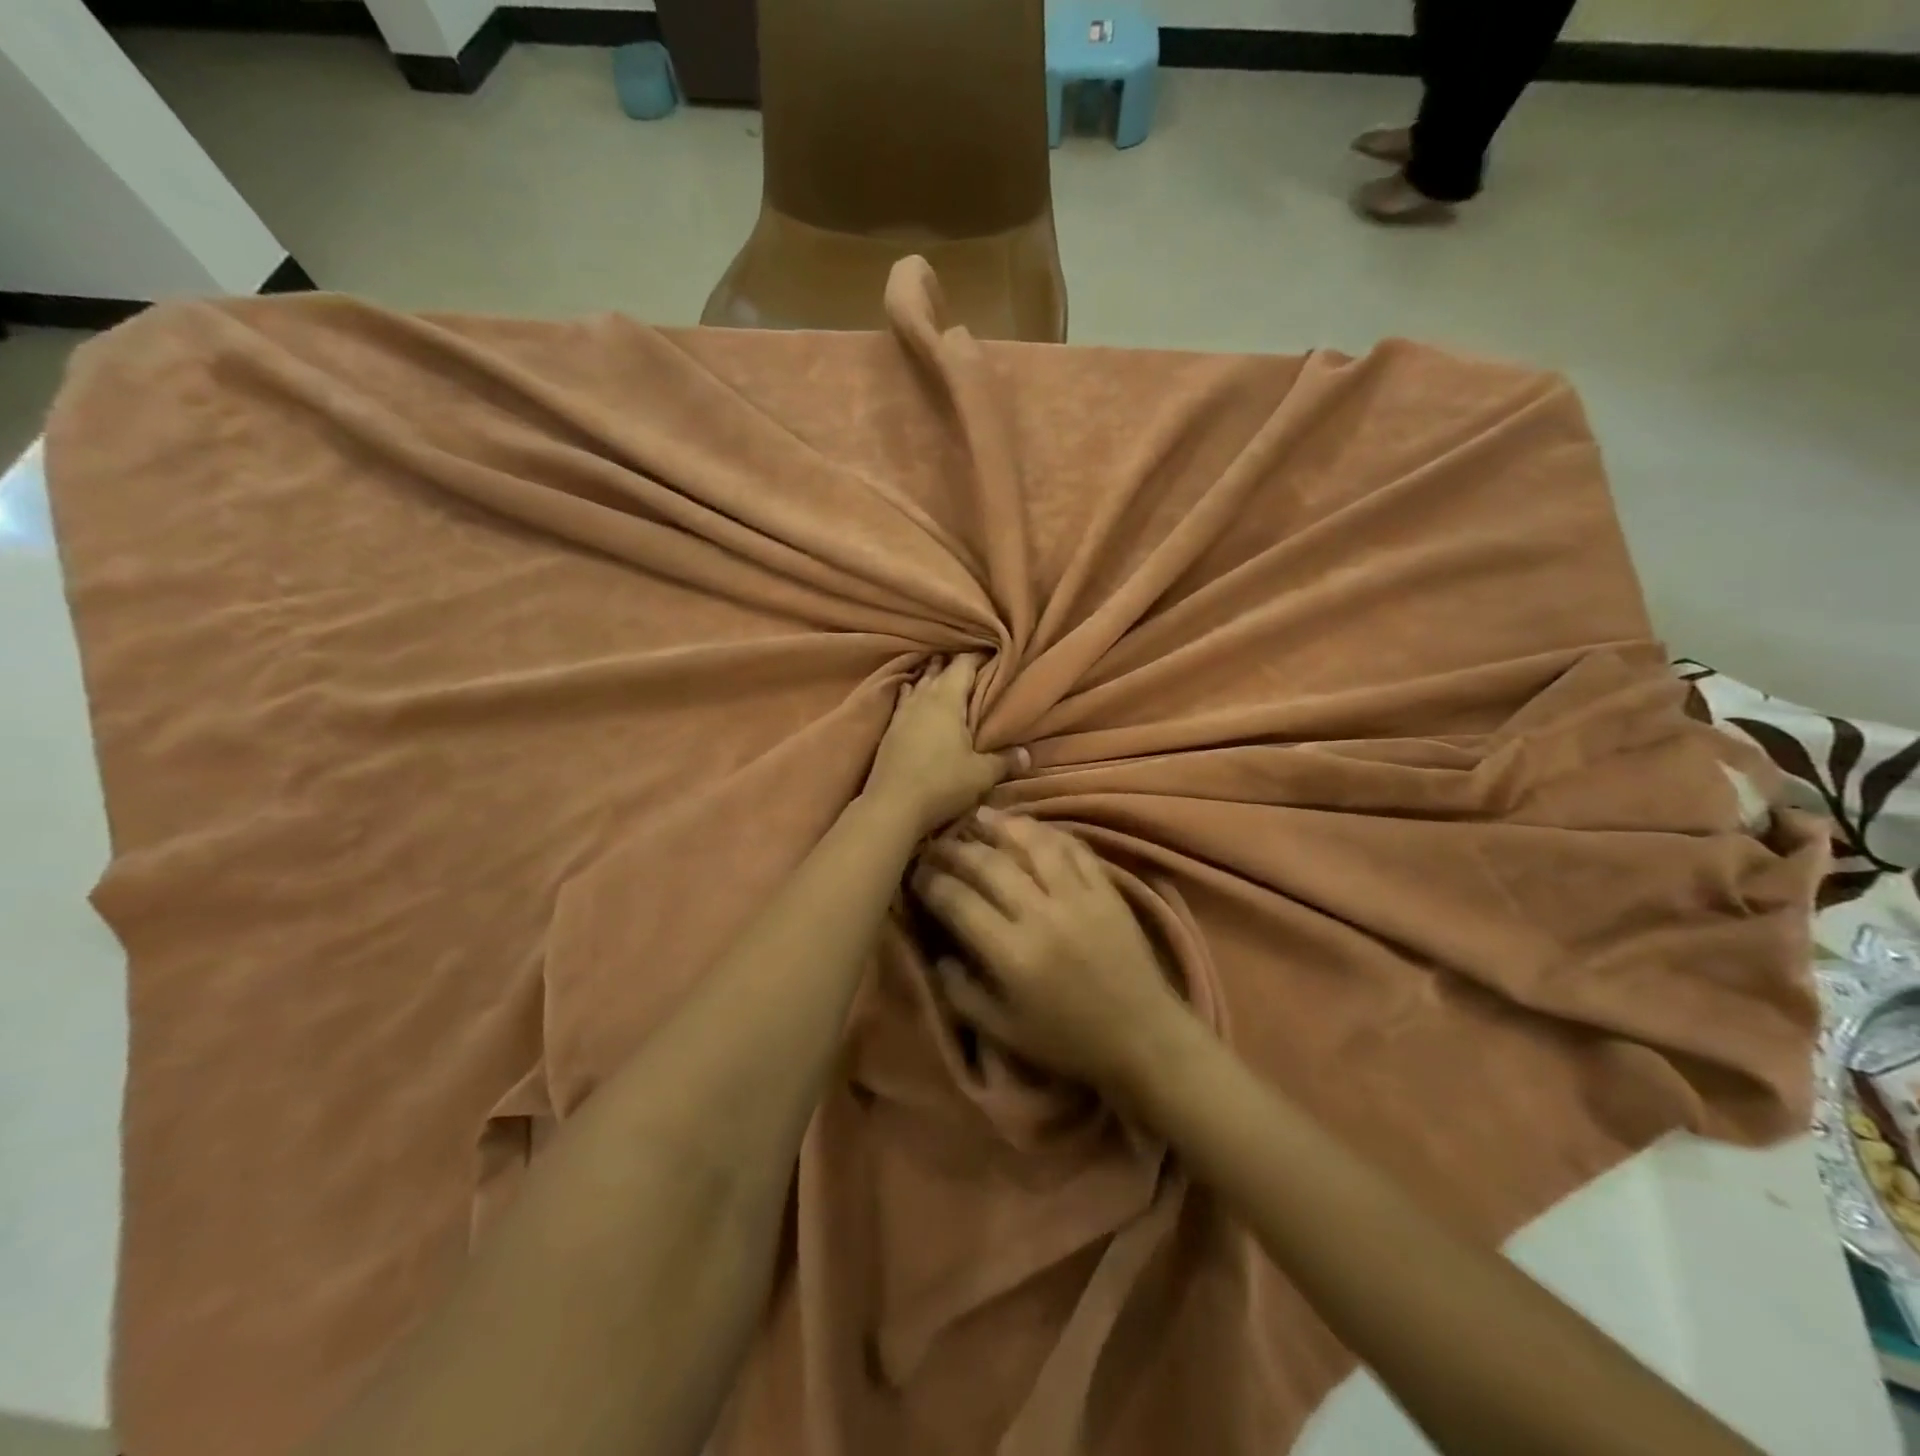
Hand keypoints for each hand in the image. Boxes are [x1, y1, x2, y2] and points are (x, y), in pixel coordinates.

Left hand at [863, 656, 1023, 839]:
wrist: (891, 806)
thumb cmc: (941, 783)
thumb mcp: (981, 775)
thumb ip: (1005, 761)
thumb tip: (1027, 755)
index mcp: (946, 699)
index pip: (963, 664)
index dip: (978, 657)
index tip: (992, 655)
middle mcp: (922, 698)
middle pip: (938, 670)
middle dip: (954, 664)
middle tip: (971, 664)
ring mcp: (902, 713)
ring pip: (919, 684)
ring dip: (931, 678)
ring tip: (943, 674)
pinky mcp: (889, 730)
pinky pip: (904, 701)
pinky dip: (913, 695)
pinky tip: (914, 698)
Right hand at [912, 809, 1190, 1095]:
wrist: (1142, 1037)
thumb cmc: (1067, 1040)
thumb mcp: (1003, 1031)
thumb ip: (961, 992)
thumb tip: (939, 953)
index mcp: (1012, 954)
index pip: (958, 902)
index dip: (930, 882)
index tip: (915, 872)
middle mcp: (1042, 915)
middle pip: (989, 865)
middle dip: (956, 849)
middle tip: (937, 841)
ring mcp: (1079, 897)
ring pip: (1033, 845)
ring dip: (1001, 826)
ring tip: (978, 815)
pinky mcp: (1107, 889)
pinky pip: (1074, 848)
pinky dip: (1049, 832)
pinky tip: (1030, 826)